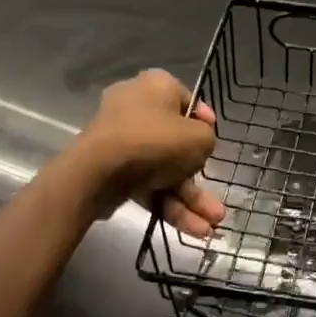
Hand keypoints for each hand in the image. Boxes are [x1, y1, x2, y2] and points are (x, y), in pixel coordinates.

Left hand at [71, 69, 225, 237]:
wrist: (99, 171)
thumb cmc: (156, 141)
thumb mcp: (200, 138)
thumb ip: (207, 139)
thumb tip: (196, 145)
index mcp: (157, 86)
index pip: (187, 102)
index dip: (204, 124)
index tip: (213, 143)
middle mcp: (136, 107)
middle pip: (175, 142)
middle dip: (199, 178)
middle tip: (215, 203)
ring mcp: (121, 140)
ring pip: (163, 169)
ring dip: (188, 199)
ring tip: (211, 228)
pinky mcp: (111, 168)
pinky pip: (146, 184)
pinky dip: (168, 204)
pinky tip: (192, 229)